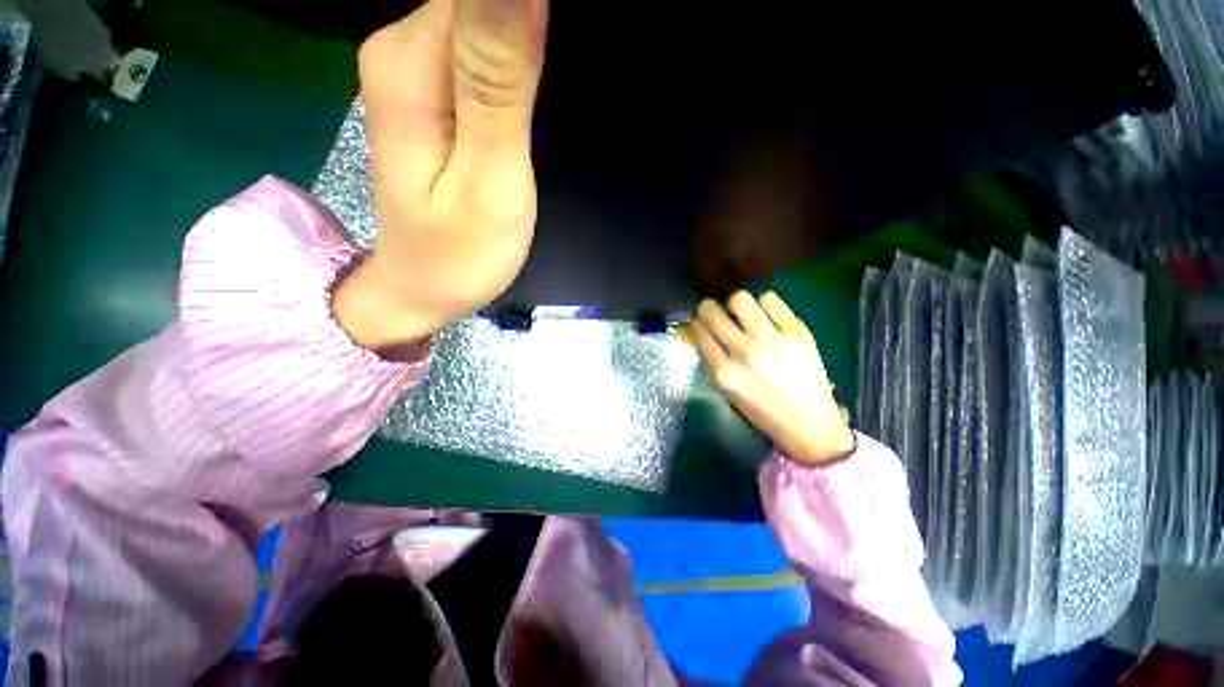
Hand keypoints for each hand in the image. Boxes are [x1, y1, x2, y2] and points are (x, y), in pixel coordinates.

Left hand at [334, 0, 547, 348]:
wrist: (422, 289)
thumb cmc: (459, 255)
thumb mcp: (489, 180)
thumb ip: (499, 84)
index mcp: (410, 63)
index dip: (527, 18)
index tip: (545, 78)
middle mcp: (402, 47)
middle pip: (481, 2)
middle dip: (530, 36)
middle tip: (540, 123)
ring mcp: (416, 69)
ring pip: (485, 21)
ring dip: (527, 51)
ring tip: (535, 124)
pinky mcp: (434, 93)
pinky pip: (483, 52)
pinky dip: (515, 68)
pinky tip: (528, 106)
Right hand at [690, 291, 853, 465]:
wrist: (808, 424)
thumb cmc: (760, 410)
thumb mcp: (726, 389)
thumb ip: (708, 359)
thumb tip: (691, 330)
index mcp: (724, 372)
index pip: (698, 331)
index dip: (696, 323)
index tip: (701, 324)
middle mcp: (745, 353)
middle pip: (712, 311)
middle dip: (707, 308)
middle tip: (715, 312)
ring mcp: (772, 341)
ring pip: (740, 299)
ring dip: (736, 305)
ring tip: (743, 314)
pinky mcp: (798, 333)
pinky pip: (771, 300)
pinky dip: (763, 305)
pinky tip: (766, 316)